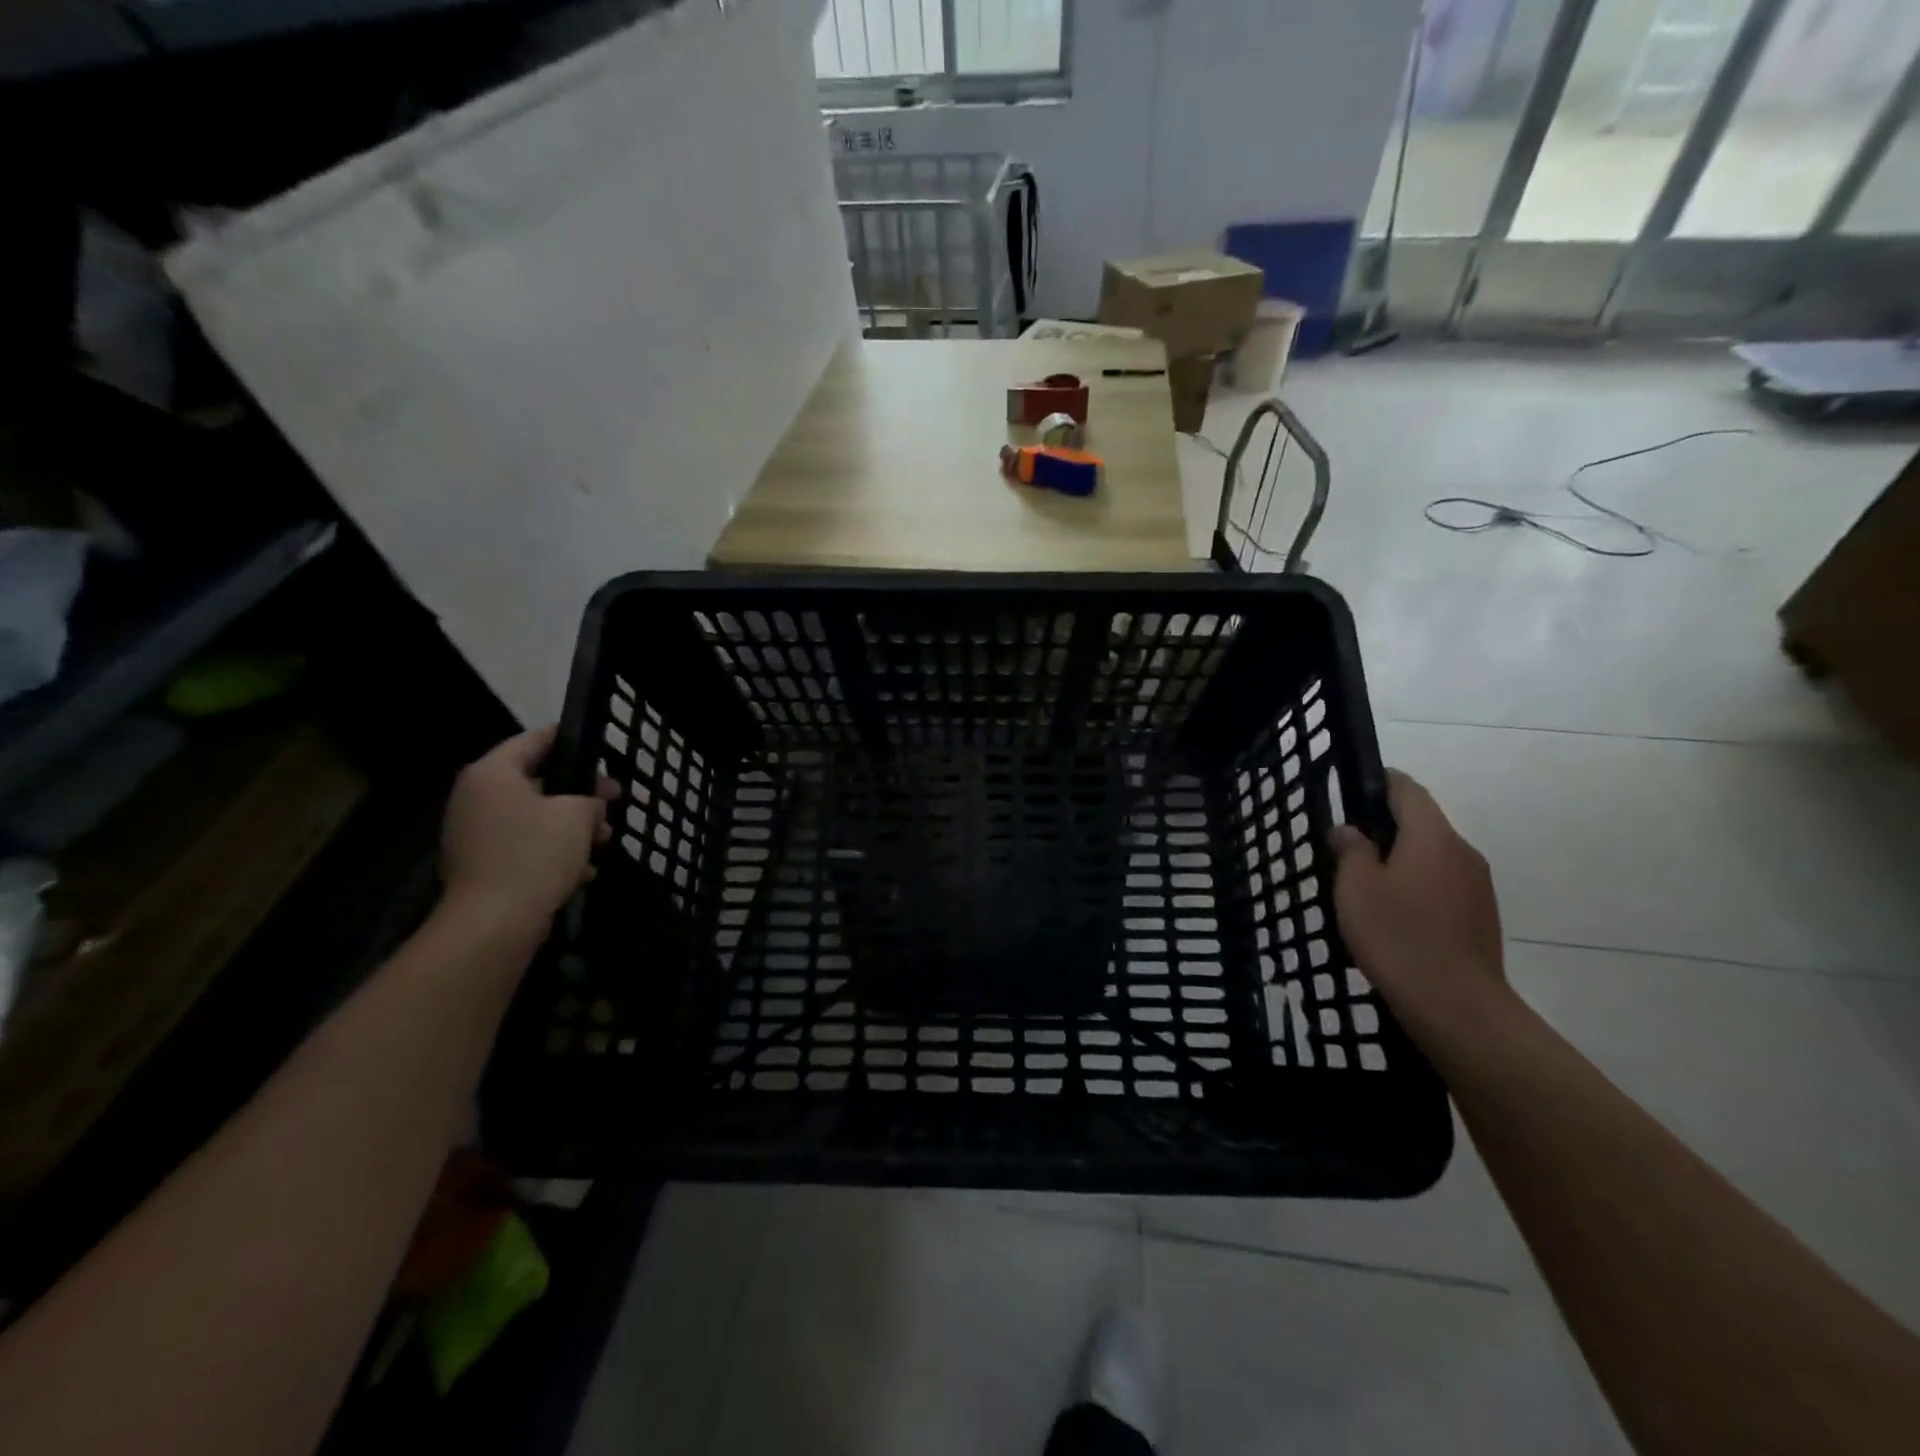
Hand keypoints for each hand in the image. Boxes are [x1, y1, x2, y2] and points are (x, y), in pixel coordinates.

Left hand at [440, 726, 615, 938]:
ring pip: (534, 818)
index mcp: (493, 774)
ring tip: (605, 840)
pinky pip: (525, 847)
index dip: (568, 739)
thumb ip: (589, 799)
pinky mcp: (483, 866)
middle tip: (613, 799)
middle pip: (537, 782)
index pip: (534, 740)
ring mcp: (476, 834)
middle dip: (579, 793)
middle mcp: (476, 798)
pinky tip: (583, 871)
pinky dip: (553, 853)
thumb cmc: (535, 854)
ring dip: (571, 827)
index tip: (596, 746)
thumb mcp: (577, 815)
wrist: (493, 923)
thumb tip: (590, 805)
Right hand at [1330, 770, 1511, 1044]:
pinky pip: (1443, 885)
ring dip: (1402, 860)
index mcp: (1432, 837)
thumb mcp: (1356, 888)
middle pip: (1423, 823)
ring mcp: (1477, 886)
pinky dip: (1418, 886)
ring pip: (1433, 856)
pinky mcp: (1481, 916)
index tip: (1352, 790)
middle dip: (1386, 827)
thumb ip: (1351, 850)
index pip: (1408, 789)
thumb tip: (1350, 830)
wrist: (1457, 1006)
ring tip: (1366, 886)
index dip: (1380, 782)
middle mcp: (1462, 852)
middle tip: (1347, 846)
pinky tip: (1394, 915)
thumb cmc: (1398, 936)